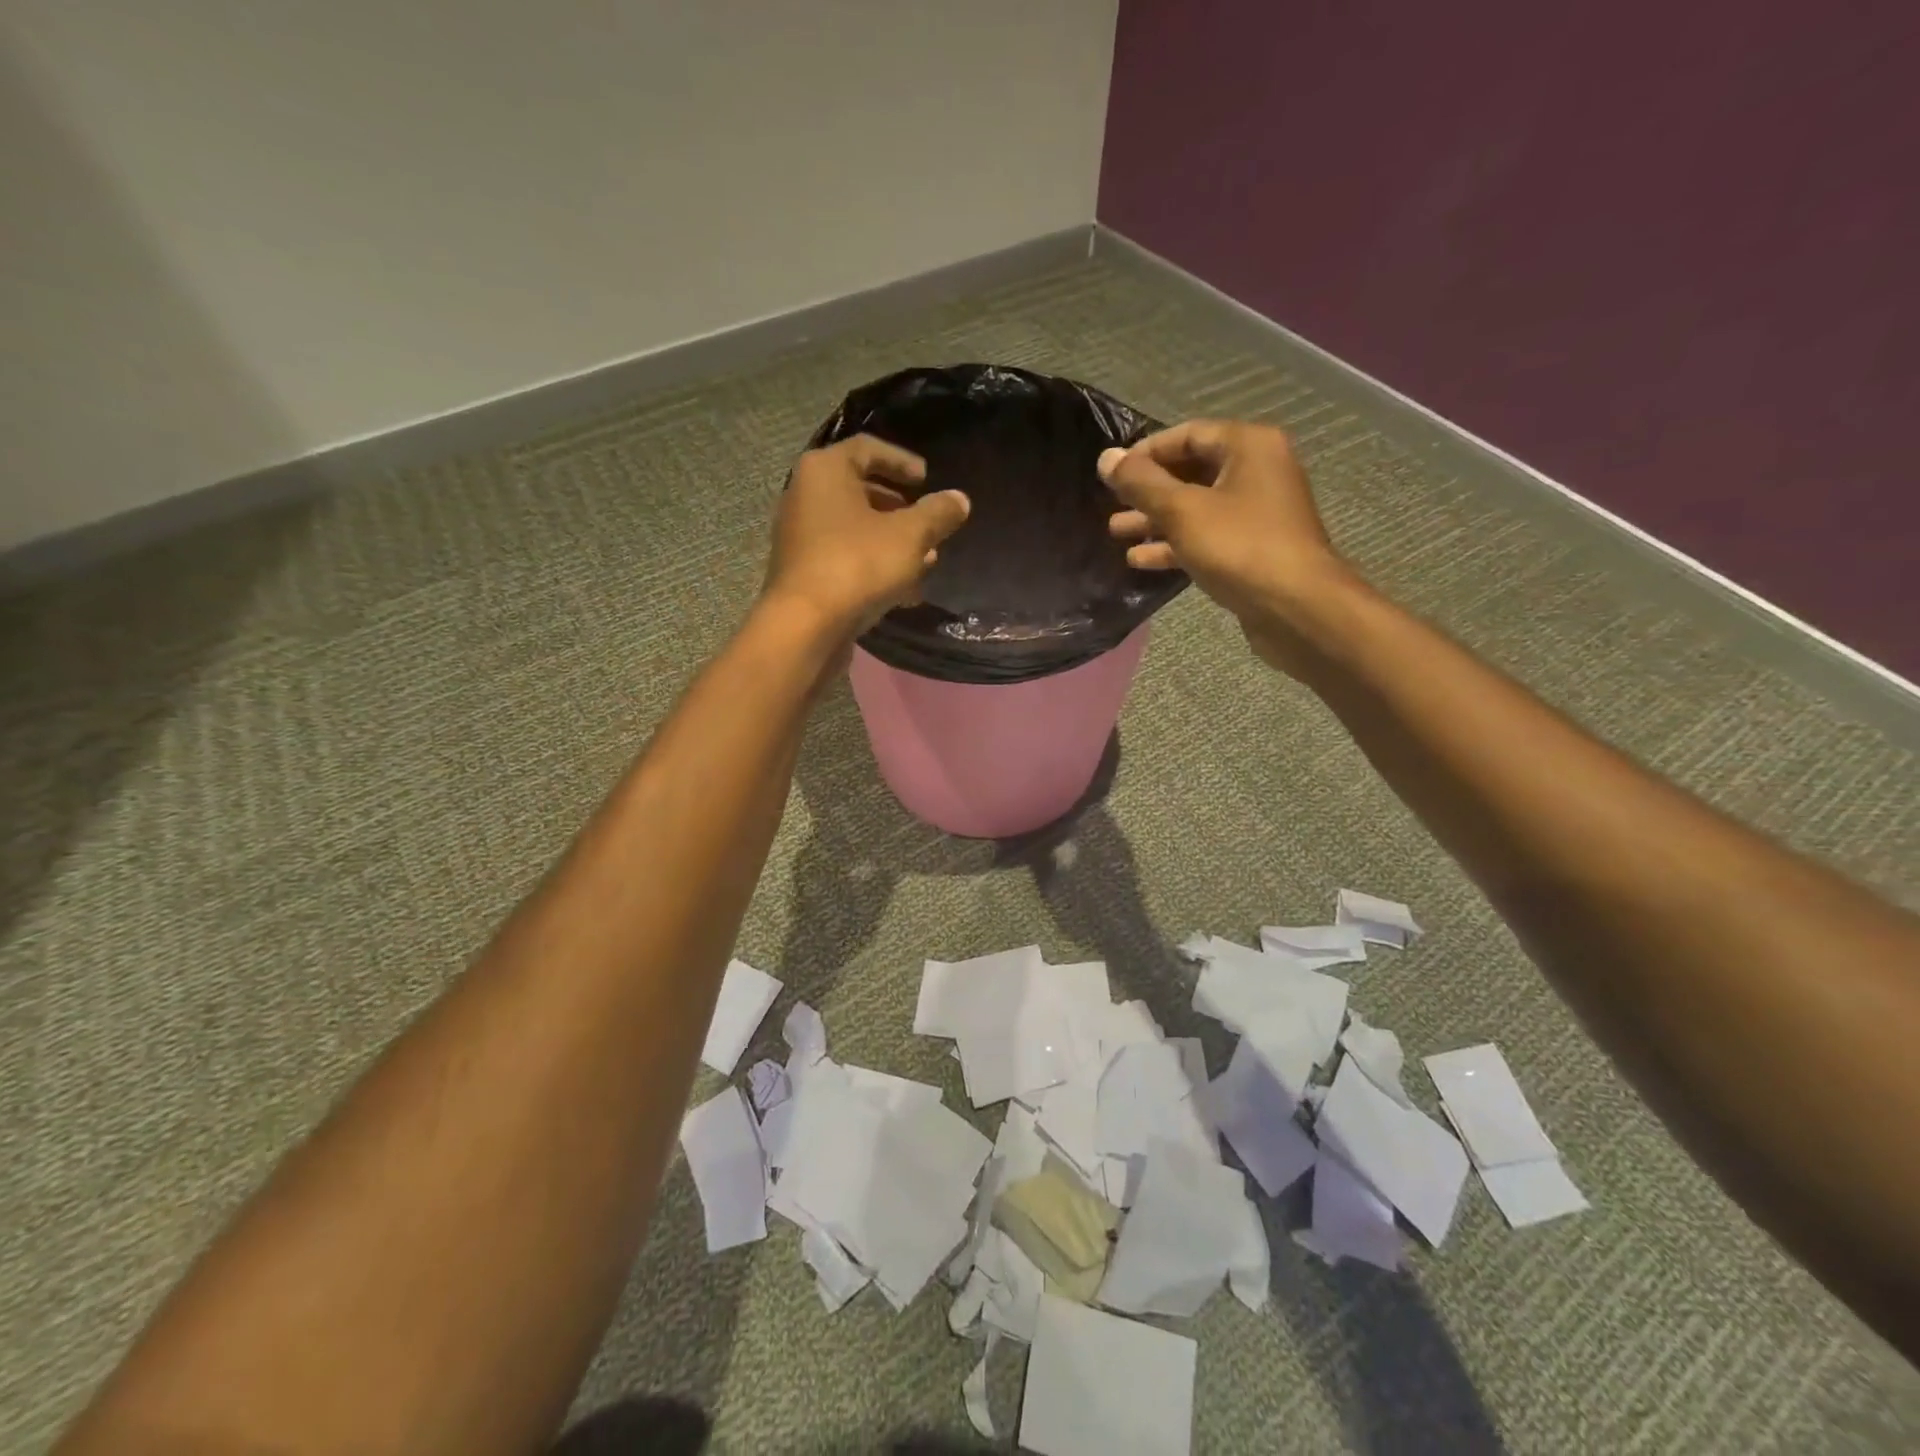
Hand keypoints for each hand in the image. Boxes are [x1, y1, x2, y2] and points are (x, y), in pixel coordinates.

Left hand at [764, 434, 970, 637]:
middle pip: (859, 490)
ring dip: (891, 540)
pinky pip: (844, 556)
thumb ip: (937, 514)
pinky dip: (873, 563)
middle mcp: (805, 496)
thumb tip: (959, 499)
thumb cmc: (857, 565)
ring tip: (926, 559)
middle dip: (899, 507)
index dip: (901, 461)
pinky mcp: (804, 571)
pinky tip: (903, 589)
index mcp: (825, 471)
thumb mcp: (910, 536)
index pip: (867, 449)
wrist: (805, 626)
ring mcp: (800, 536)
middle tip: (928, 520)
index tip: (927, 479)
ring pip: (854, 528)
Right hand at [1100, 420, 1359, 673]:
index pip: (1188, 434)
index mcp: (1248, 447)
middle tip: (1110, 504)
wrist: (1296, 608)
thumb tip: (1106, 458)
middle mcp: (1257, 472)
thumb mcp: (1182, 511)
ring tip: (1116, 532)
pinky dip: (1176, 544)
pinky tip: (1140, 560)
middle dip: (1148, 490)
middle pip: (1191, 471)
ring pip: (1196, 507)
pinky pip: (1207, 536)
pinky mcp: (1252, 549)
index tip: (1112, 473)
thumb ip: (1141, 484)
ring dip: (1156, 520)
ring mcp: (1257, 513)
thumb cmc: (1240, 547)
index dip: (1146, 452)